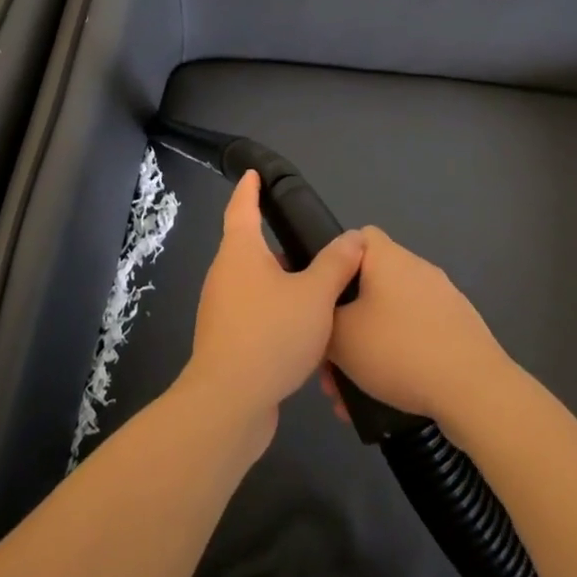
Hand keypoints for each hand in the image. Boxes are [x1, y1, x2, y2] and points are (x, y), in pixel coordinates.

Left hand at [181, 172, 366, 444]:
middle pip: (250, 248)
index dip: (249, 188)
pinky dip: (278, 316)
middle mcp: (225, 274)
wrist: (229, 403)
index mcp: (240, 252)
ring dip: (282, 286)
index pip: (242, 207)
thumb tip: (354, 238)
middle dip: (277, 245)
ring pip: (256, 286)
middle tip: (308, 242)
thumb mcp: (315, 295)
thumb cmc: (271, 334)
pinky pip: (256, 317)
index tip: (253, 174)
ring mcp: (222, 309)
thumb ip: (336, 264)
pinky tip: (305, 335)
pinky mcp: (227, 341)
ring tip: (316, 291)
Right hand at [324, 227, 508, 432]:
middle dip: (347, 323)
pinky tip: (385, 398)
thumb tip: (324, 311)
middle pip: (370, 285)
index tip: (322, 299)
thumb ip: (322, 317)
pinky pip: (415, 337)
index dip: (334, 263)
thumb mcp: (340, 336)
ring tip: (352, 394)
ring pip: (390, 318)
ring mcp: (442, 299)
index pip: (354, 238)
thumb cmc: (399, 350)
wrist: (475, 390)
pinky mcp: (458, 330)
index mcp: (388, 257)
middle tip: (330, 363)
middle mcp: (416, 268)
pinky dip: (397, 360)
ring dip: (369, 348)